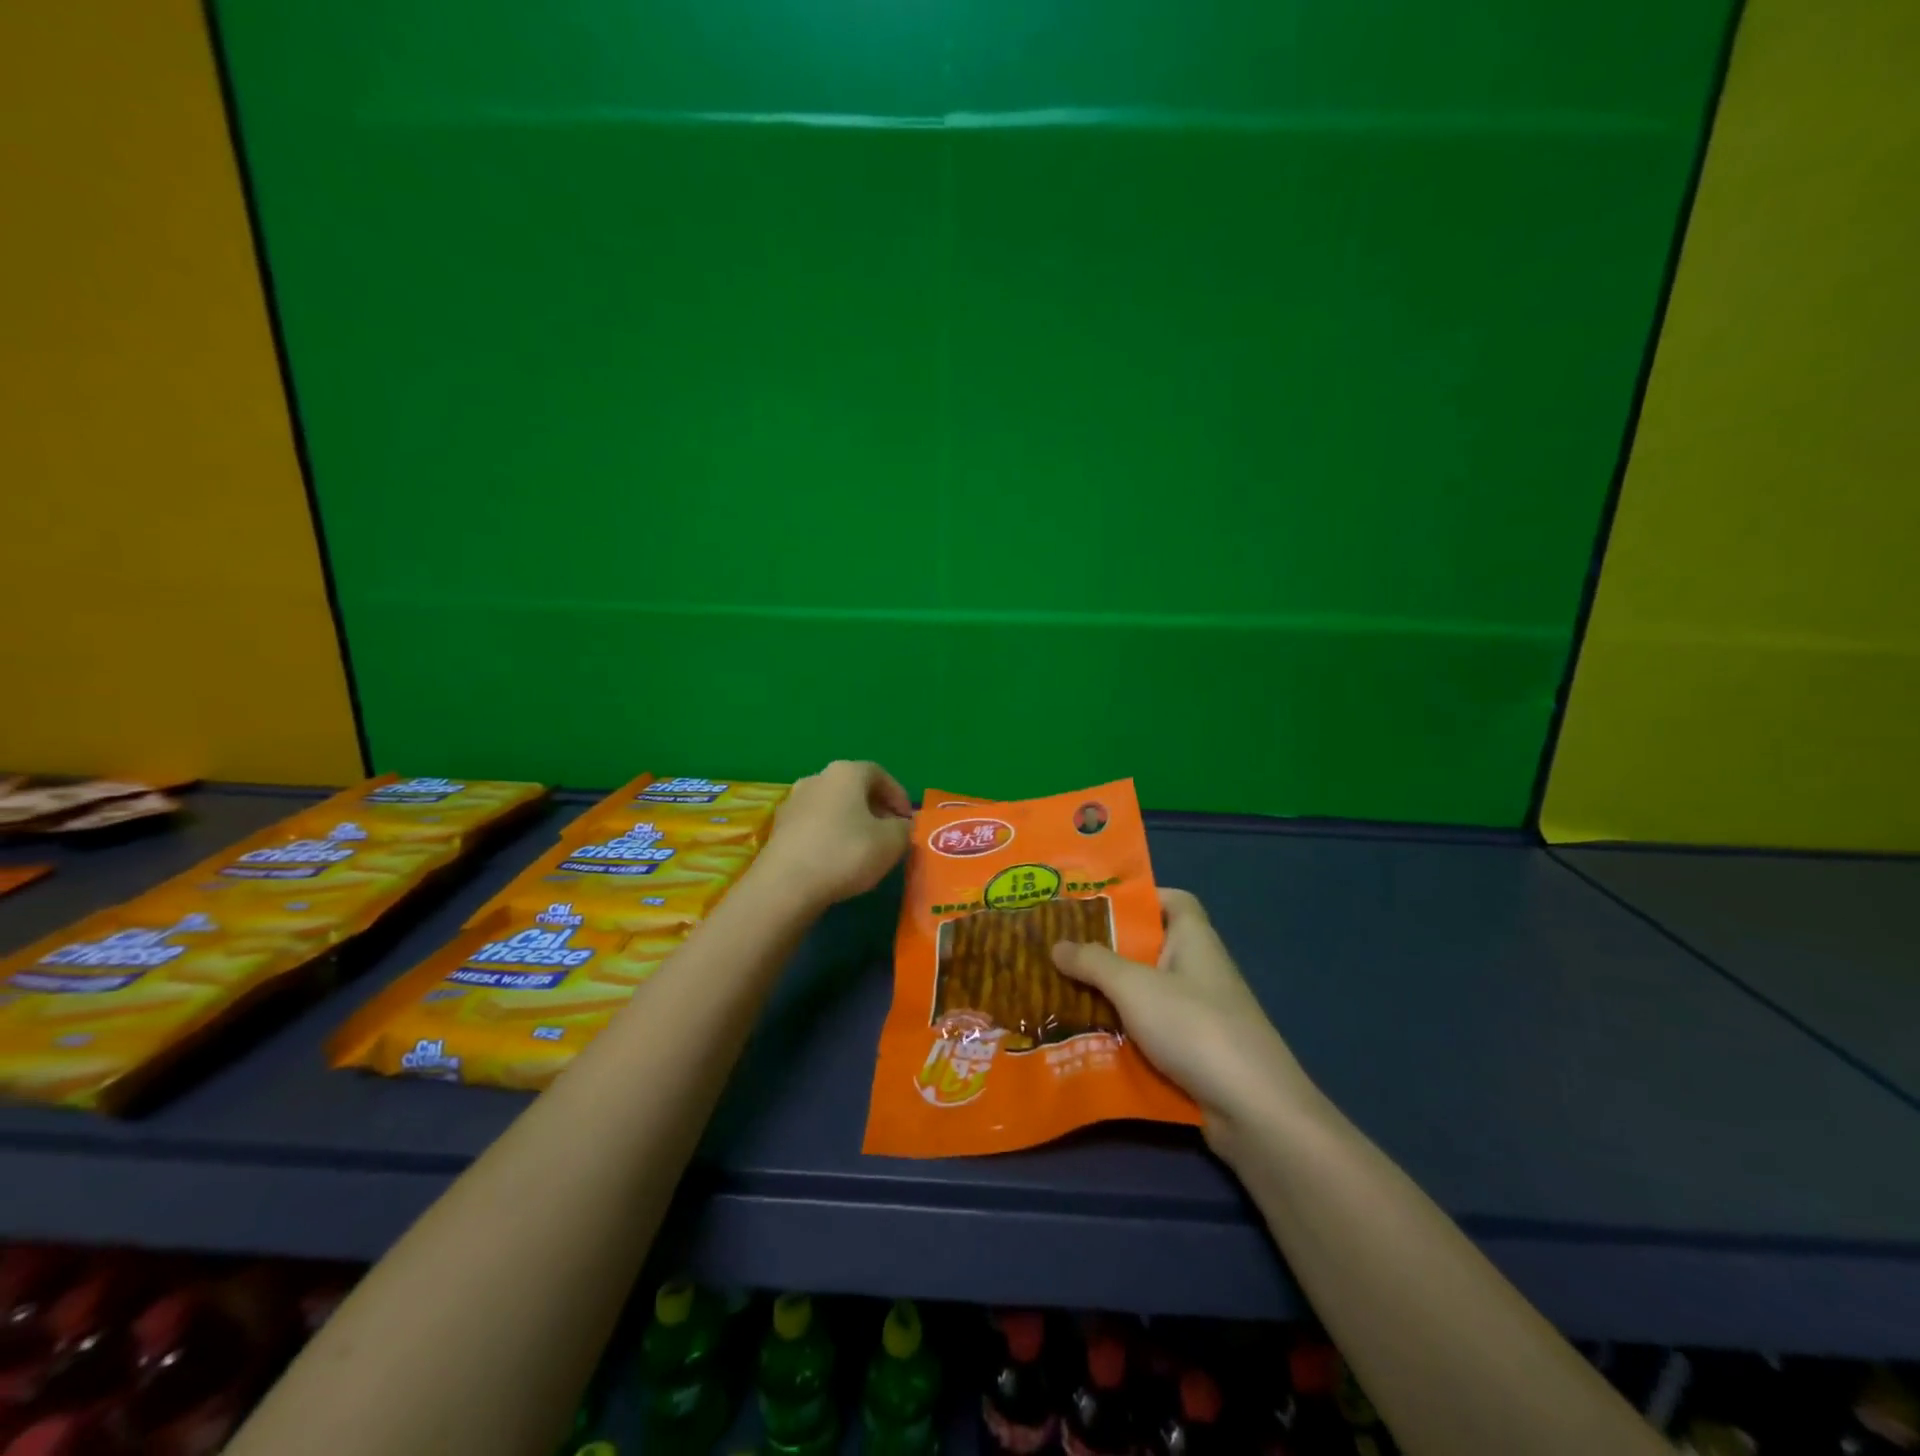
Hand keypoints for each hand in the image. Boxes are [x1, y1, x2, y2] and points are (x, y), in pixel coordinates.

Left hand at [751, 761, 913, 910]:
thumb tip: (902, 826)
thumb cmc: (846, 852)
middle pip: (854, 789)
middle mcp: (817, 778)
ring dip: (852, 823)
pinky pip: (815, 825)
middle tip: (890, 834)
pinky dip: (830, 836)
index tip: (908, 820)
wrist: (786, 885)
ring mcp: (794, 802)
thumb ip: (904, 829)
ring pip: (833, 807)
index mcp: (845, 773)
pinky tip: (837, 860)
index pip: (879, 774)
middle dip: (876, 809)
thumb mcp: (892, 842)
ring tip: (865, 849)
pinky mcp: (779, 828)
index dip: (898, 795)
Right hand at [1051, 888, 1318, 1148]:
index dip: (1139, 897)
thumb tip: (1056, 945)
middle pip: (1149, 948)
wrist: (1254, 1109)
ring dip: (1108, 996)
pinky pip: (1149, 1032)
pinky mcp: (1193, 1053)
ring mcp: (1198, 1014)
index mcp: (1194, 939)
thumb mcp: (1135, 987)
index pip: (1173, 900)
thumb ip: (1094, 963)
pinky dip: (1121, 1034)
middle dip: (1106, 951)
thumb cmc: (1195, 1027)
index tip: (1095, 906)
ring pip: (1145, 995)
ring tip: (1059, 994)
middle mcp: (1198, 970)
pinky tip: (1084, 1039)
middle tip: (1060, 952)